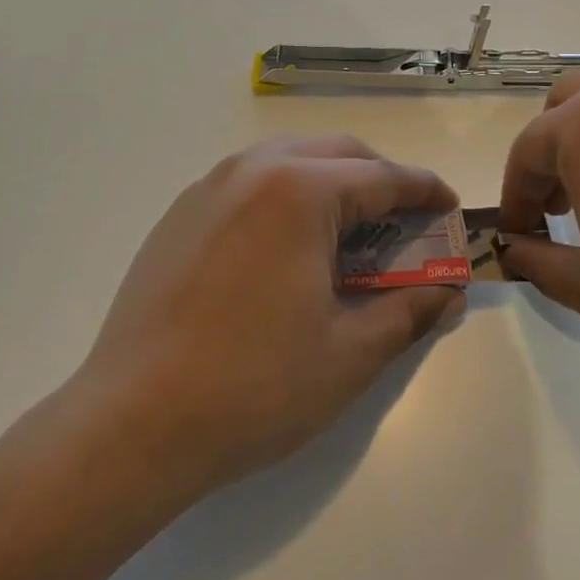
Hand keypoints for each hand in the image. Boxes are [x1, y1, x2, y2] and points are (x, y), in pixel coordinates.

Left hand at [72, 135, 462, 500]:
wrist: (131, 425)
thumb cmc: (254, 387)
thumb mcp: (350, 354)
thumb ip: (409, 312)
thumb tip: (449, 294)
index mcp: (301, 191)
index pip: (384, 177)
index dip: (425, 191)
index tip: (449, 207)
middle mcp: (254, 170)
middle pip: (338, 154)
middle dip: (380, 179)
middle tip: (404, 222)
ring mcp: (209, 188)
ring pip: (289, 160)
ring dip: (331, 182)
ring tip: (349, 231)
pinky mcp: (179, 214)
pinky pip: (249, 182)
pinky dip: (286, 195)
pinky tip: (287, 247)